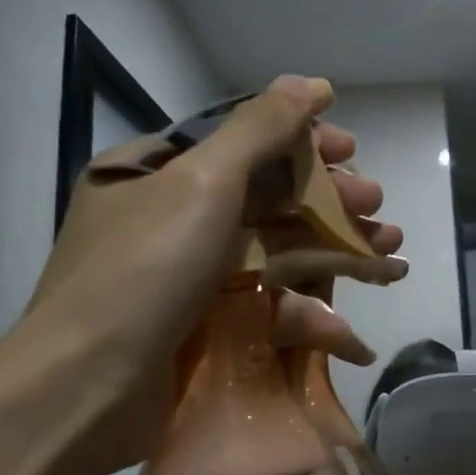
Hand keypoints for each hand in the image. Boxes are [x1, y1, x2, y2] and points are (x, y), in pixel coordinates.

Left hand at [23, 76, 404, 474]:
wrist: (85, 392)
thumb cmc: (144, 269)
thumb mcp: (203, 182)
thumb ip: (259, 128)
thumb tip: (311, 82)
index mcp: (155, 171)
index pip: (241, 139)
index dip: (301, 140)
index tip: (351, 149)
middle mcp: (170, 216)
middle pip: (267, 196)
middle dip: (330, 200)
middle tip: (378, 207)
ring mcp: (188, 275)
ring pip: (276, 251)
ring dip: (336, 252)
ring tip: (390, 256)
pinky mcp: (204, 326)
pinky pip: (264, 305)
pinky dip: (307, 314)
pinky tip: (348, 331)